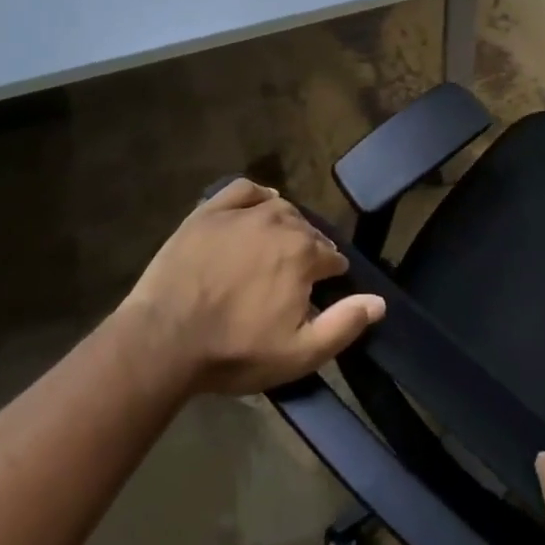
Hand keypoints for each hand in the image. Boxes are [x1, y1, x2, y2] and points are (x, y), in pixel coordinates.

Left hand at [120, 178, 386, 395]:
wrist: (164, 339)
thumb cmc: (235, 350)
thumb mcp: (298, 353)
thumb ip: (344, 325)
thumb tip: (380, 301)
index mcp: (304, 252)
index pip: (332, 257)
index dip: (331, 276)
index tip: (321, 292)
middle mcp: (280, 221)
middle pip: (307, 231)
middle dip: (309, 251)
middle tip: (294, 279)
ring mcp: (242, 212)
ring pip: (279, 209)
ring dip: (286, 225)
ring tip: (276, 248)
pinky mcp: (209, 210)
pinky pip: (244, 191)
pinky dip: (257, 196)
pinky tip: (258, 207)